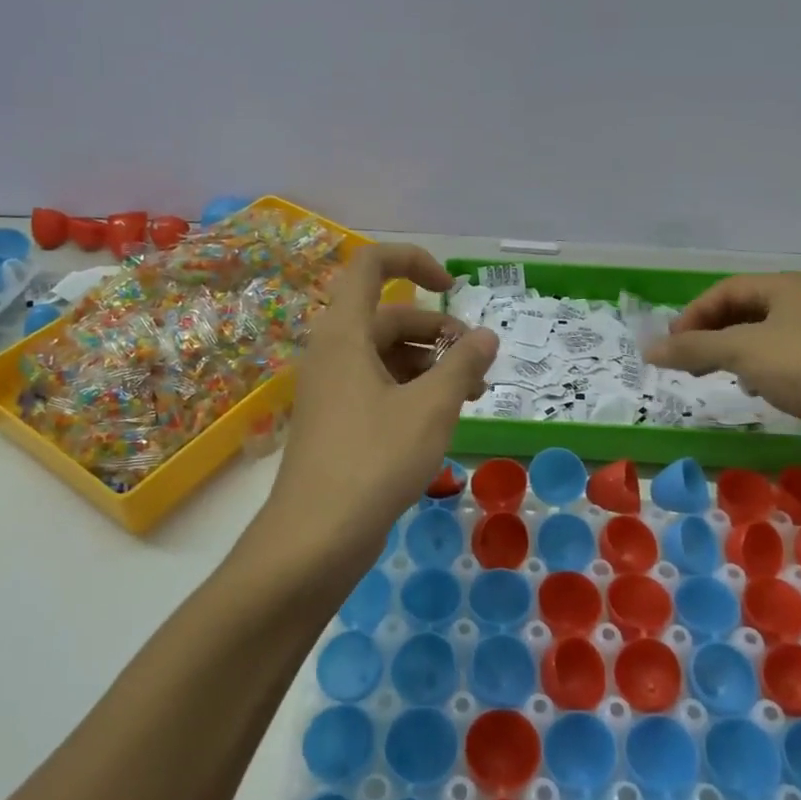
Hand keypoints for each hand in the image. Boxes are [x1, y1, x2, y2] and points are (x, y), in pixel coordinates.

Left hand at [254, 243, 497, 580]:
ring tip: (472, 396)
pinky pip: (379, 386)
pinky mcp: (337, 421)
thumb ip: (462, 364)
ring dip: (431, 365)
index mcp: (345, 333)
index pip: (371, 265)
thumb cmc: (374, 460)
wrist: (315, 539)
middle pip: (389, 316)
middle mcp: (334, 352)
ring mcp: (332, 388)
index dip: (413, 260)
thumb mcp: (431, 408)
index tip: (452, 286)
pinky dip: (413, 391)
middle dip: (438, 332)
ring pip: (387, 355)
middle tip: (477, 364)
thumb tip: (485, 336)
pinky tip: (443, 419)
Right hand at [643, 272, 800, 459]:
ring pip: (755, 337)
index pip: (726, 290)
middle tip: (682, 357)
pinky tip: (745, 389)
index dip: (694, 313)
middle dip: (707, 333)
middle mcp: (800, 305)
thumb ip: (692, 348)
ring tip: (704, 373)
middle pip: (740, 311)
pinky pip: (773, 361)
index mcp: (786, 287)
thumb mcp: (740, 351)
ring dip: (726, 352)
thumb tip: (647, 348)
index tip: (671, 342)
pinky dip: (750, 370)